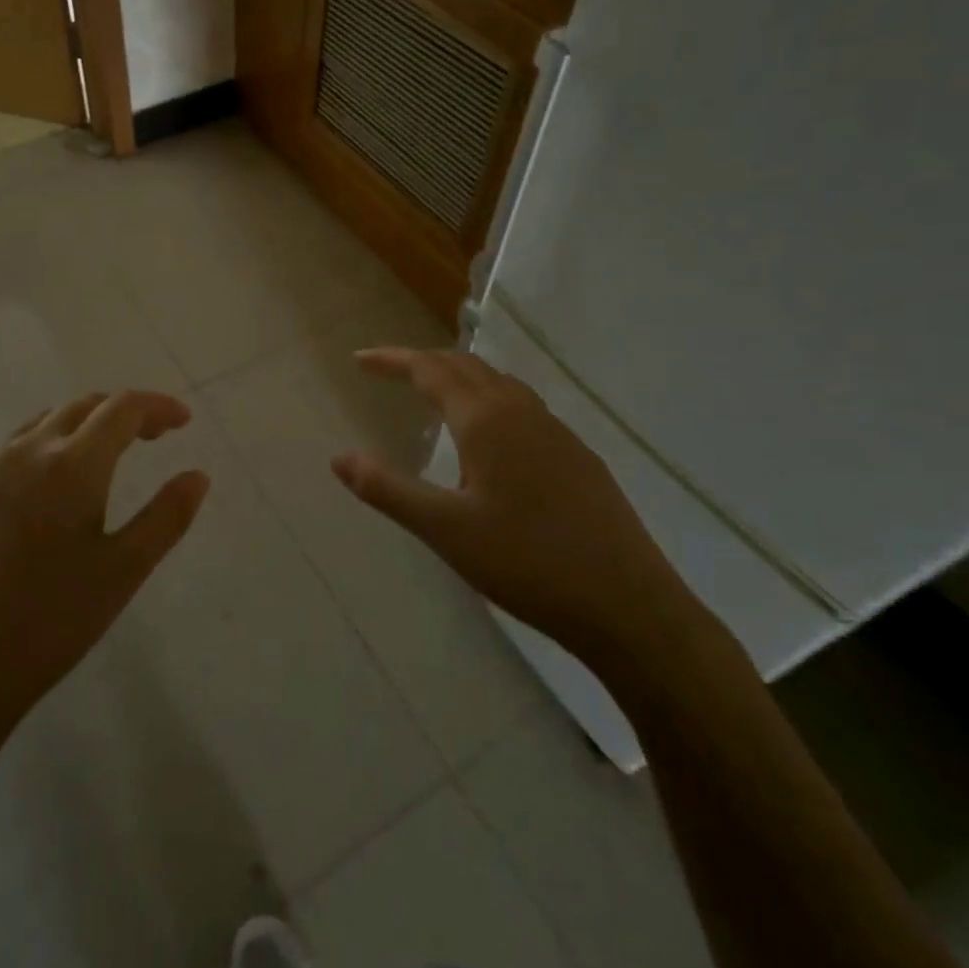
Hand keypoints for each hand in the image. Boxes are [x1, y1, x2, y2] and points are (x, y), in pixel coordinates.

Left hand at [0, 390, 208, 745]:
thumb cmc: (50, 623)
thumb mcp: (124, 571)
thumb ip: (167, 516)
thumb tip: (198, 475)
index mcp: (71, 464)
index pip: (123, 408)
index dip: (158, 407)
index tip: (182, 422)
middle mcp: (21, 451)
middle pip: (80, 408)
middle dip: (120, 414)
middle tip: (148, 438)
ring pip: (36, 428)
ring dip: (74, 432)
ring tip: (95, 463)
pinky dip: (30, 458)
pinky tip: (32, 497)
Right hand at [331, 348, 700, 672]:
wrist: (629, 606)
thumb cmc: (528, 564)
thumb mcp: (445, 531)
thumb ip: (388, 490)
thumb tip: (338, 457)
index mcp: (487, 420)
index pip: (430, 370)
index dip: (392, 360)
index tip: (360, 360)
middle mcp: (522, 412)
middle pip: (466, 366)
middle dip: (423, 362)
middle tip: (390, 372)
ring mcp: (557, 432)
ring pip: (499, 383)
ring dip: (460, 377)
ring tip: (434, 394)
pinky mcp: (578, 457)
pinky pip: (523, 407)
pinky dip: (490, 399)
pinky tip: (491, 436)